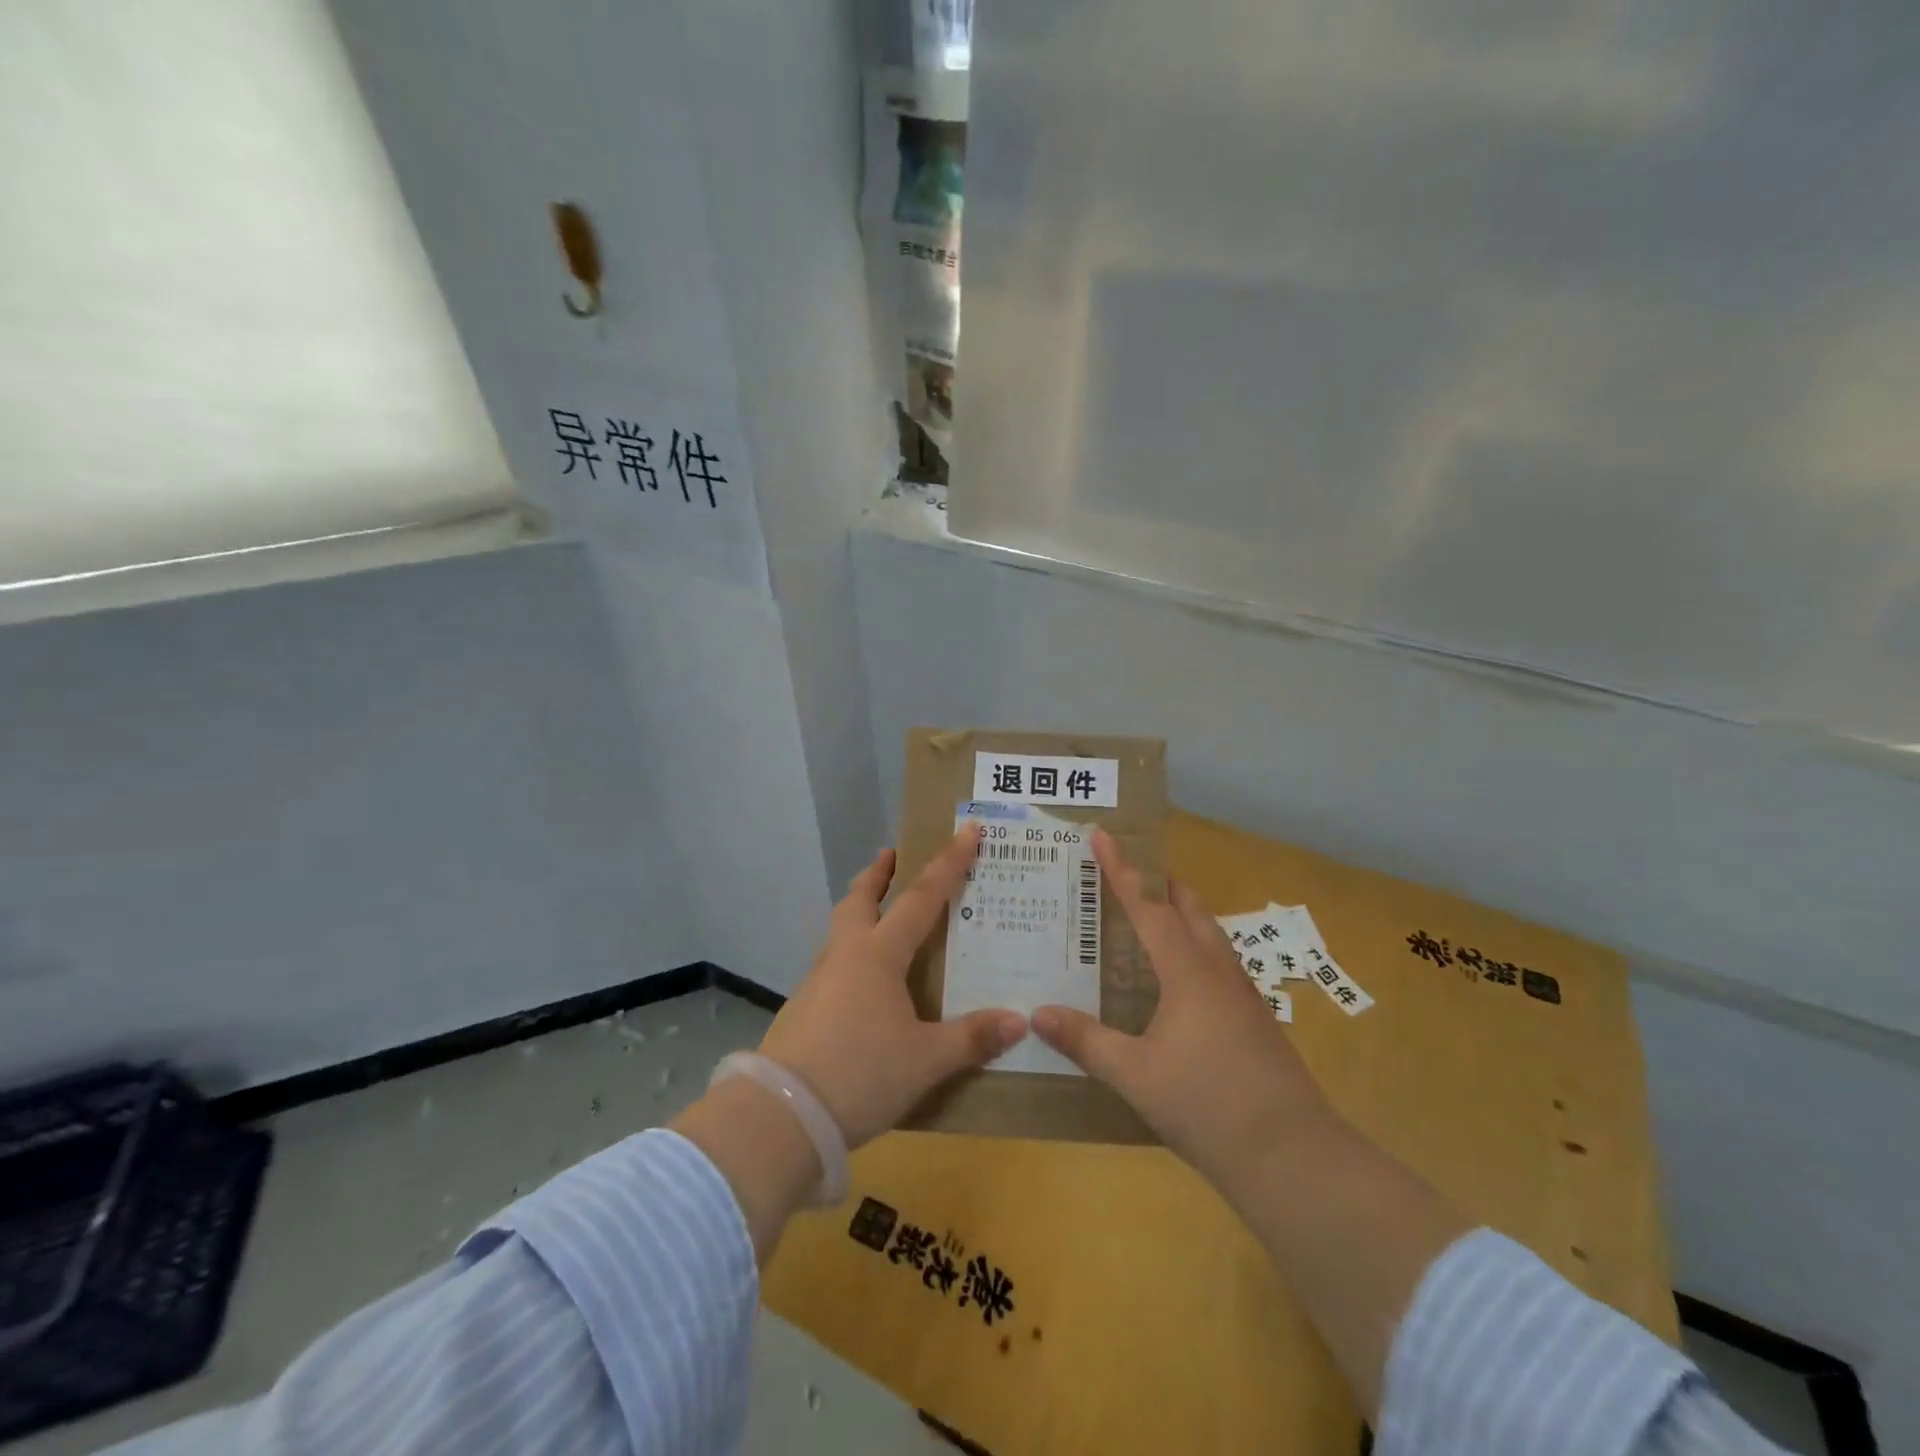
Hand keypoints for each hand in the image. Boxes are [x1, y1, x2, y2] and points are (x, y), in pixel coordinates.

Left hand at [757, 825, 1028, 1148]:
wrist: (781, 1115)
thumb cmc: (860, 1074)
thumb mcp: (925, 1060)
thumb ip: (971, 1038)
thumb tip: (1019, 1020)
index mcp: (878, 955)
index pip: (920, 898)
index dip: (948, 864)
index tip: (966, 831)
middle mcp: (845, 956)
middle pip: (859, 899)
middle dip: (878, 874)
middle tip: (892, 855)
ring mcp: (817, 981)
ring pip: (840, 930)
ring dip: (859, 911)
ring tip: (879, 917)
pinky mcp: (802, 1009)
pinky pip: (832, 965)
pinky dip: (850, 954)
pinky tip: (862, 984)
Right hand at [1031, 829, 1329, 1186]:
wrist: (1293, 1157)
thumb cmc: (1207, 1106)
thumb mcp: (1135, 1076)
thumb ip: (1086, 1041)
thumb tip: (1038, 1014)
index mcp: (1188, 971)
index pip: (1148, 906)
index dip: (1121, 870)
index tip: (1102, 835)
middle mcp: (1218, 970)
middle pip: (1188, 908)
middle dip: (1158, 884)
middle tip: (1122, 875)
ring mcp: (1243, 994)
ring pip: (1209, 934)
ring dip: (1179, 915)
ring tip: (1146, 920)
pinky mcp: (1255, 1019)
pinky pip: (1218, 962)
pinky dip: (1193, 948)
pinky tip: (1178, 979)